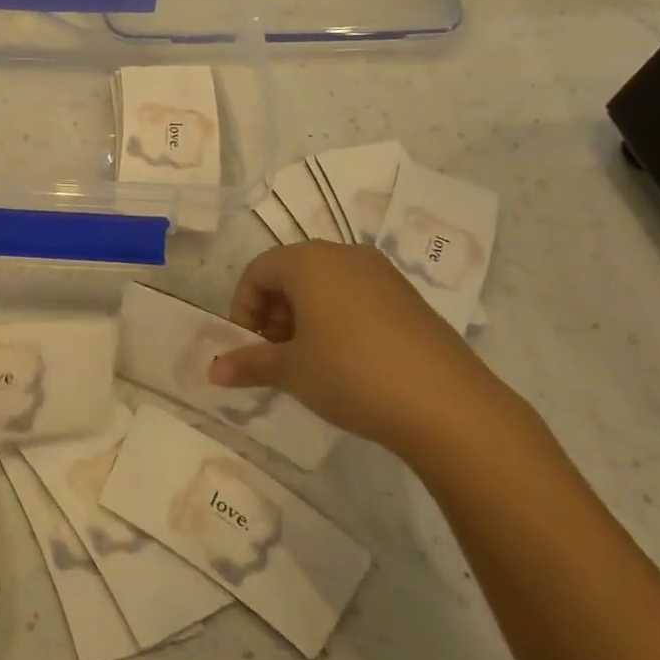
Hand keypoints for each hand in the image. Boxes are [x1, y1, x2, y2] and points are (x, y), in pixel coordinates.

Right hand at [207, 241, 526, 457]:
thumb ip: (249, 364)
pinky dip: (337, 320)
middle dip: (273, 313)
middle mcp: (345, 255)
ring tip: (309, 361)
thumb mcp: (291, 371)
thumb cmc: (351, 374)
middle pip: (291, 274)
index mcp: (309, 261)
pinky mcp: (408, 298)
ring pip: (325, 285)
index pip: (258, 271)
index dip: (243, 309)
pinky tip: (347, 361)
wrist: (447, 405)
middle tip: (275, 354)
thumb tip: (212, 371)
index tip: (248, 347)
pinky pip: (356, 297)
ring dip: (304, 317)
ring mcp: (382, 274)